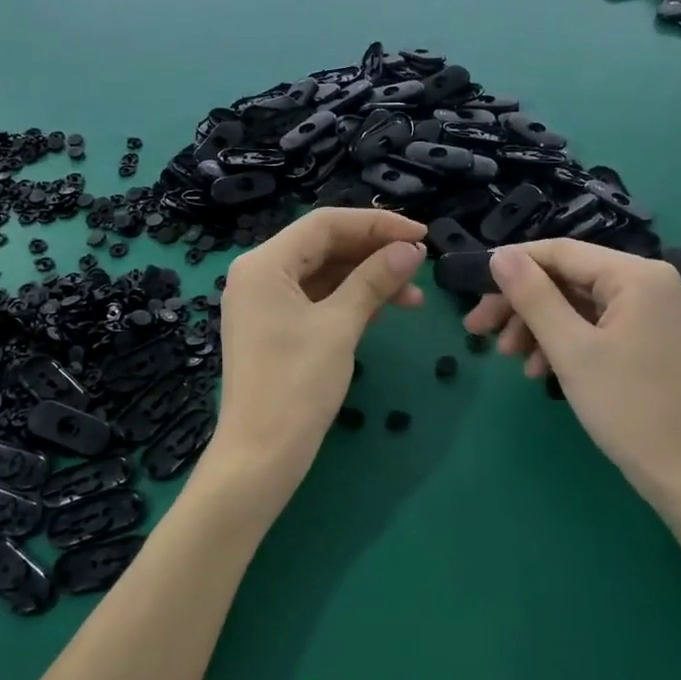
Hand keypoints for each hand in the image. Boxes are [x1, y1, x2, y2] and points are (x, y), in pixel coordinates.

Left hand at [212, 208, 426, 476]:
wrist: (261, 455)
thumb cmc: (297, 385)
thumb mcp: (340, 327)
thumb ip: (374, 280)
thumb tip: (411, 249)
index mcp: (264, 263)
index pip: (325, 224)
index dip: (376, 224)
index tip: (421, 235)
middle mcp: (258, 274)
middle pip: (323, 246)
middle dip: (374, 252)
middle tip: (420, 263)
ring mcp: (265, 303)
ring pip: (324, 274)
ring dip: (367, 279)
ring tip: (414, 297)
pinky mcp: (275, 328)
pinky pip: (317, 300)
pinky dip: (350, 301)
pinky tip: (386, 309)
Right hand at [464, 241, 680, 508]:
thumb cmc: (629, 407)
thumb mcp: (571, 349)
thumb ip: (532, 297)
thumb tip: (499, 256)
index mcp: (636, 275)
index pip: (560, 252)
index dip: (512, 266)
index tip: (471, 291)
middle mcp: (649, 283)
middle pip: (567, 279)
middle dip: (521, 304)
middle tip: (477, 330)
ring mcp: (653, 313)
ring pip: (578, 305)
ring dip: (538, 327)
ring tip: (510, 358)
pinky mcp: (650, 340)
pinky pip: (596, 327)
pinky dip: (564, 343)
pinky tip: (541, 370)